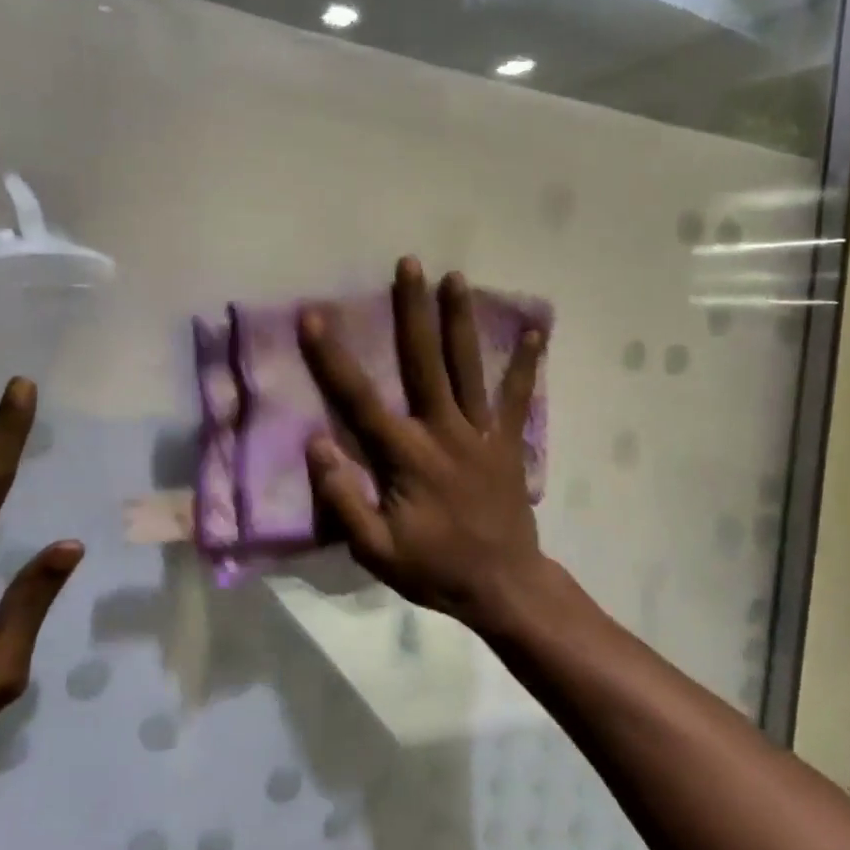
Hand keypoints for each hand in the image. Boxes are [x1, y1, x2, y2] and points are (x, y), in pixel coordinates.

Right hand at [299, 257, 548, 621]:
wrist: (503, 585)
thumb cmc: (434, 569)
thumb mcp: (375, 550)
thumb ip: (343, 498)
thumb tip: (316, 444)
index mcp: (407, 456)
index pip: (361, 400)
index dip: (334, 358)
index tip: (314, 316)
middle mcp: (445, 432)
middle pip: (424, 362)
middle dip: (413, 311)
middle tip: (409, 264)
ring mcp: (481, 434)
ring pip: (468, 367)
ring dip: (460, 321)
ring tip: (456, 277)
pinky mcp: (508, 442)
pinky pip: (516, 397)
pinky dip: (525, 364)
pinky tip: (535, 332)